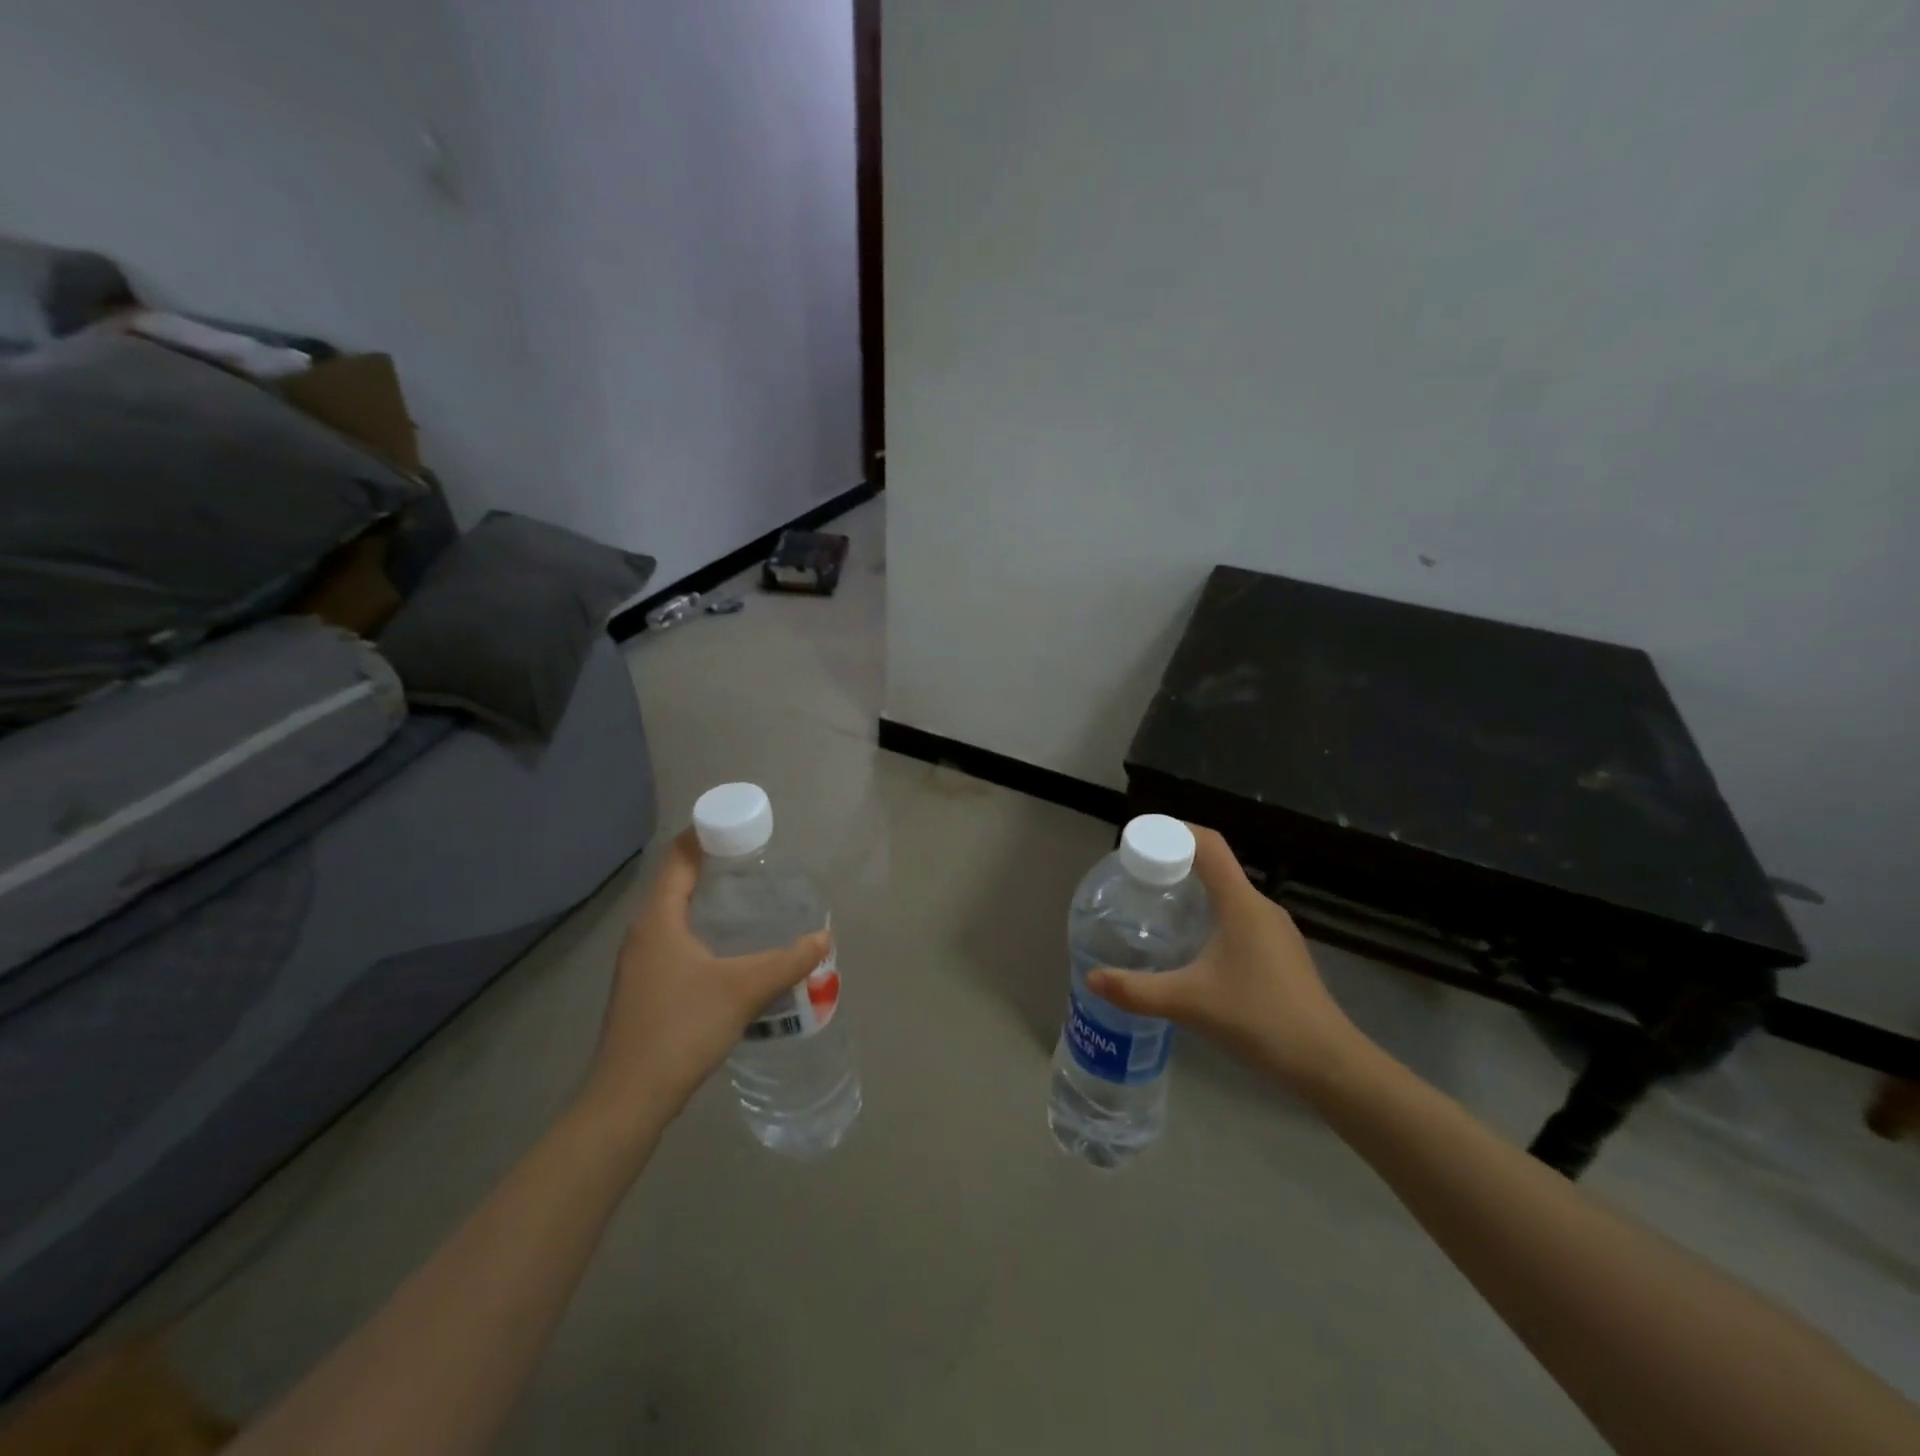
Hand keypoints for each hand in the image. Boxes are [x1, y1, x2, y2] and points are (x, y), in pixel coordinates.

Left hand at [581, 830, 828, 1127]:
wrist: (629, 1098)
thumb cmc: (681, 1029)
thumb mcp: (743, 990)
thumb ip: (787, 961)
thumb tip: (823, 937)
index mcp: (658, 920)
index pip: (678, 859)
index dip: (704, 836)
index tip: (737, 825)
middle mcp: (643, 934)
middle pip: (674, 883)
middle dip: (711, 866)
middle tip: (754, 860)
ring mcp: (639, 964)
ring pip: (673, 915)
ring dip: (705, 900)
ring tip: (747, 898)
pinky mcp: (644, 989)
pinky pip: (674, 941)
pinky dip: (700, 929)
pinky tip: (728, 948)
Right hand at [1087, 826, 1366, 1097]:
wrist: (1327, 1063)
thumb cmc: (1258, 1019)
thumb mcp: (1188, 1003)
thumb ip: (1136, 990)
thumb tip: (1091, 978)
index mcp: (1241, 903)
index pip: (1208, 844)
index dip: (1174, 831)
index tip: (1140, 839)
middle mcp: (1260, 907)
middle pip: (1215, 866)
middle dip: (1175, 863)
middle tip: (1137, 879)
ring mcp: (1275, 930)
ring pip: (1228, 894)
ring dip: (1194, 892)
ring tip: (1158, 909)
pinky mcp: (1281, 953)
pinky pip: (1239, 917)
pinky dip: (1211, 916)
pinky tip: (1192, 947)